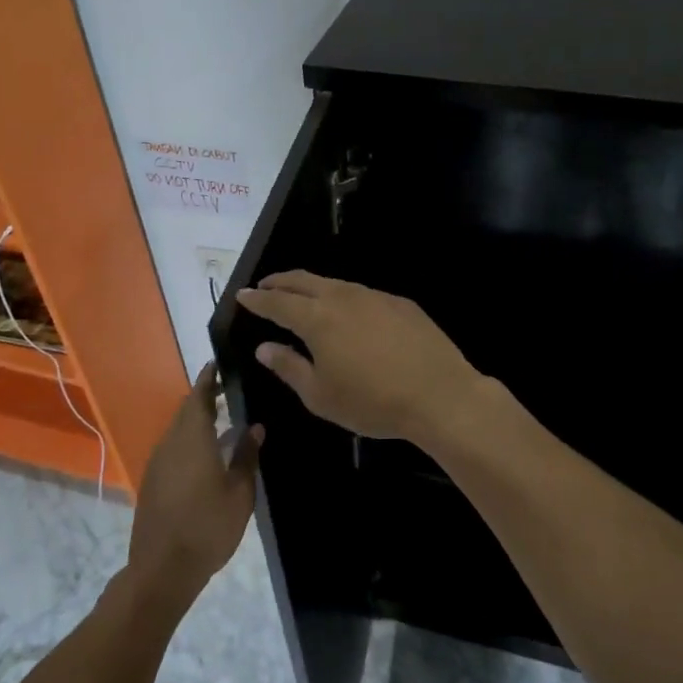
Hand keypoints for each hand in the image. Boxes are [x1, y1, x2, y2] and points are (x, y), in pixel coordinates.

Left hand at [128, 364, 261, 609]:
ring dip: (197, 420)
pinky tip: (207, 452)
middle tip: (231, 390)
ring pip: (178, 430)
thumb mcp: (240, 493)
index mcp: (192, 439)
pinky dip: (189, 440)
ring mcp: (157, 463)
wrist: (162, 569)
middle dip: (206, 397)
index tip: (220, 363)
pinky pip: (173, 448)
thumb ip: (247, 457)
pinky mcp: (153, 481)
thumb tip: (255, 427)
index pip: (199, 396)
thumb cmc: (207, 527)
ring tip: (224, 420)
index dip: (209, 378)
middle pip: (186, 411)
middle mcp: (170, 444)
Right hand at [234, 272, 485, 444]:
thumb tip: (265, 347)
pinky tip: (348, 313)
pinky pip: (363, 294)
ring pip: (335, 284)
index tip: (243, 295)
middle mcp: (344, 298)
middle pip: (304, 281)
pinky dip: (344, 298)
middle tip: (266, 287)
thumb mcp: (321, 395)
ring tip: (303, 297)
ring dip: (313, 287)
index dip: (258, 299)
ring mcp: (376, 297)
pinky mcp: (401, 304)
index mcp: (318, 319)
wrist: (439, 395)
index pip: (278, 302)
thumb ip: (289, 367)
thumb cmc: (372, 401)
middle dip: (281, 282)